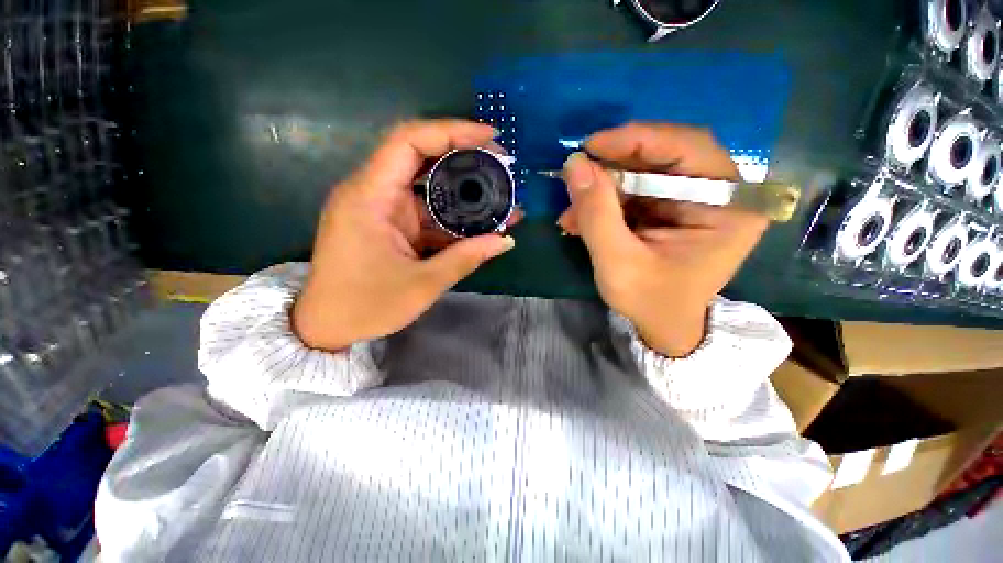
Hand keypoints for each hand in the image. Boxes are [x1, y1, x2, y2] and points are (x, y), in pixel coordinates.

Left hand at [293, 120, 518, 350]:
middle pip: (421, 157)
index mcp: (369, 197)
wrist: (326, 326)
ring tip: (500, 198)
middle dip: (464, 158)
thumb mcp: (422, 285)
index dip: (451, 131)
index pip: (409, 141)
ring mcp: (382, 209)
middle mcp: (373, 193)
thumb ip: (465, 258)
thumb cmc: (365, 306)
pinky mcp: (390, 225)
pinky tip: (478, 224)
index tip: (490, 138)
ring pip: (427, 187)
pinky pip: (425, 211)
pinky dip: (452, 216)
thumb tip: (505, 240)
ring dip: (463, 192)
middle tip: (501, 167)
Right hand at [557, 123, 768, 356]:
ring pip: (644, 172)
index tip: (591, 146)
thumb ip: (596, 215)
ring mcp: (695, 199)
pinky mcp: (672, 207)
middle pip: (665, 156)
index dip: (638, 139)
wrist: (661, 326)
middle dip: (614, 166)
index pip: (689, 148)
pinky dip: (605, 200)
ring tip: (572, 211)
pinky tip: (580, 218)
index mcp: (729, 208)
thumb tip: (574, 165)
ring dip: (603, 187)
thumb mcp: (618, 263)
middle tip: (577, 174)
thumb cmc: (649, 302)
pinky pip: (635, 190)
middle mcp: (720, 194)